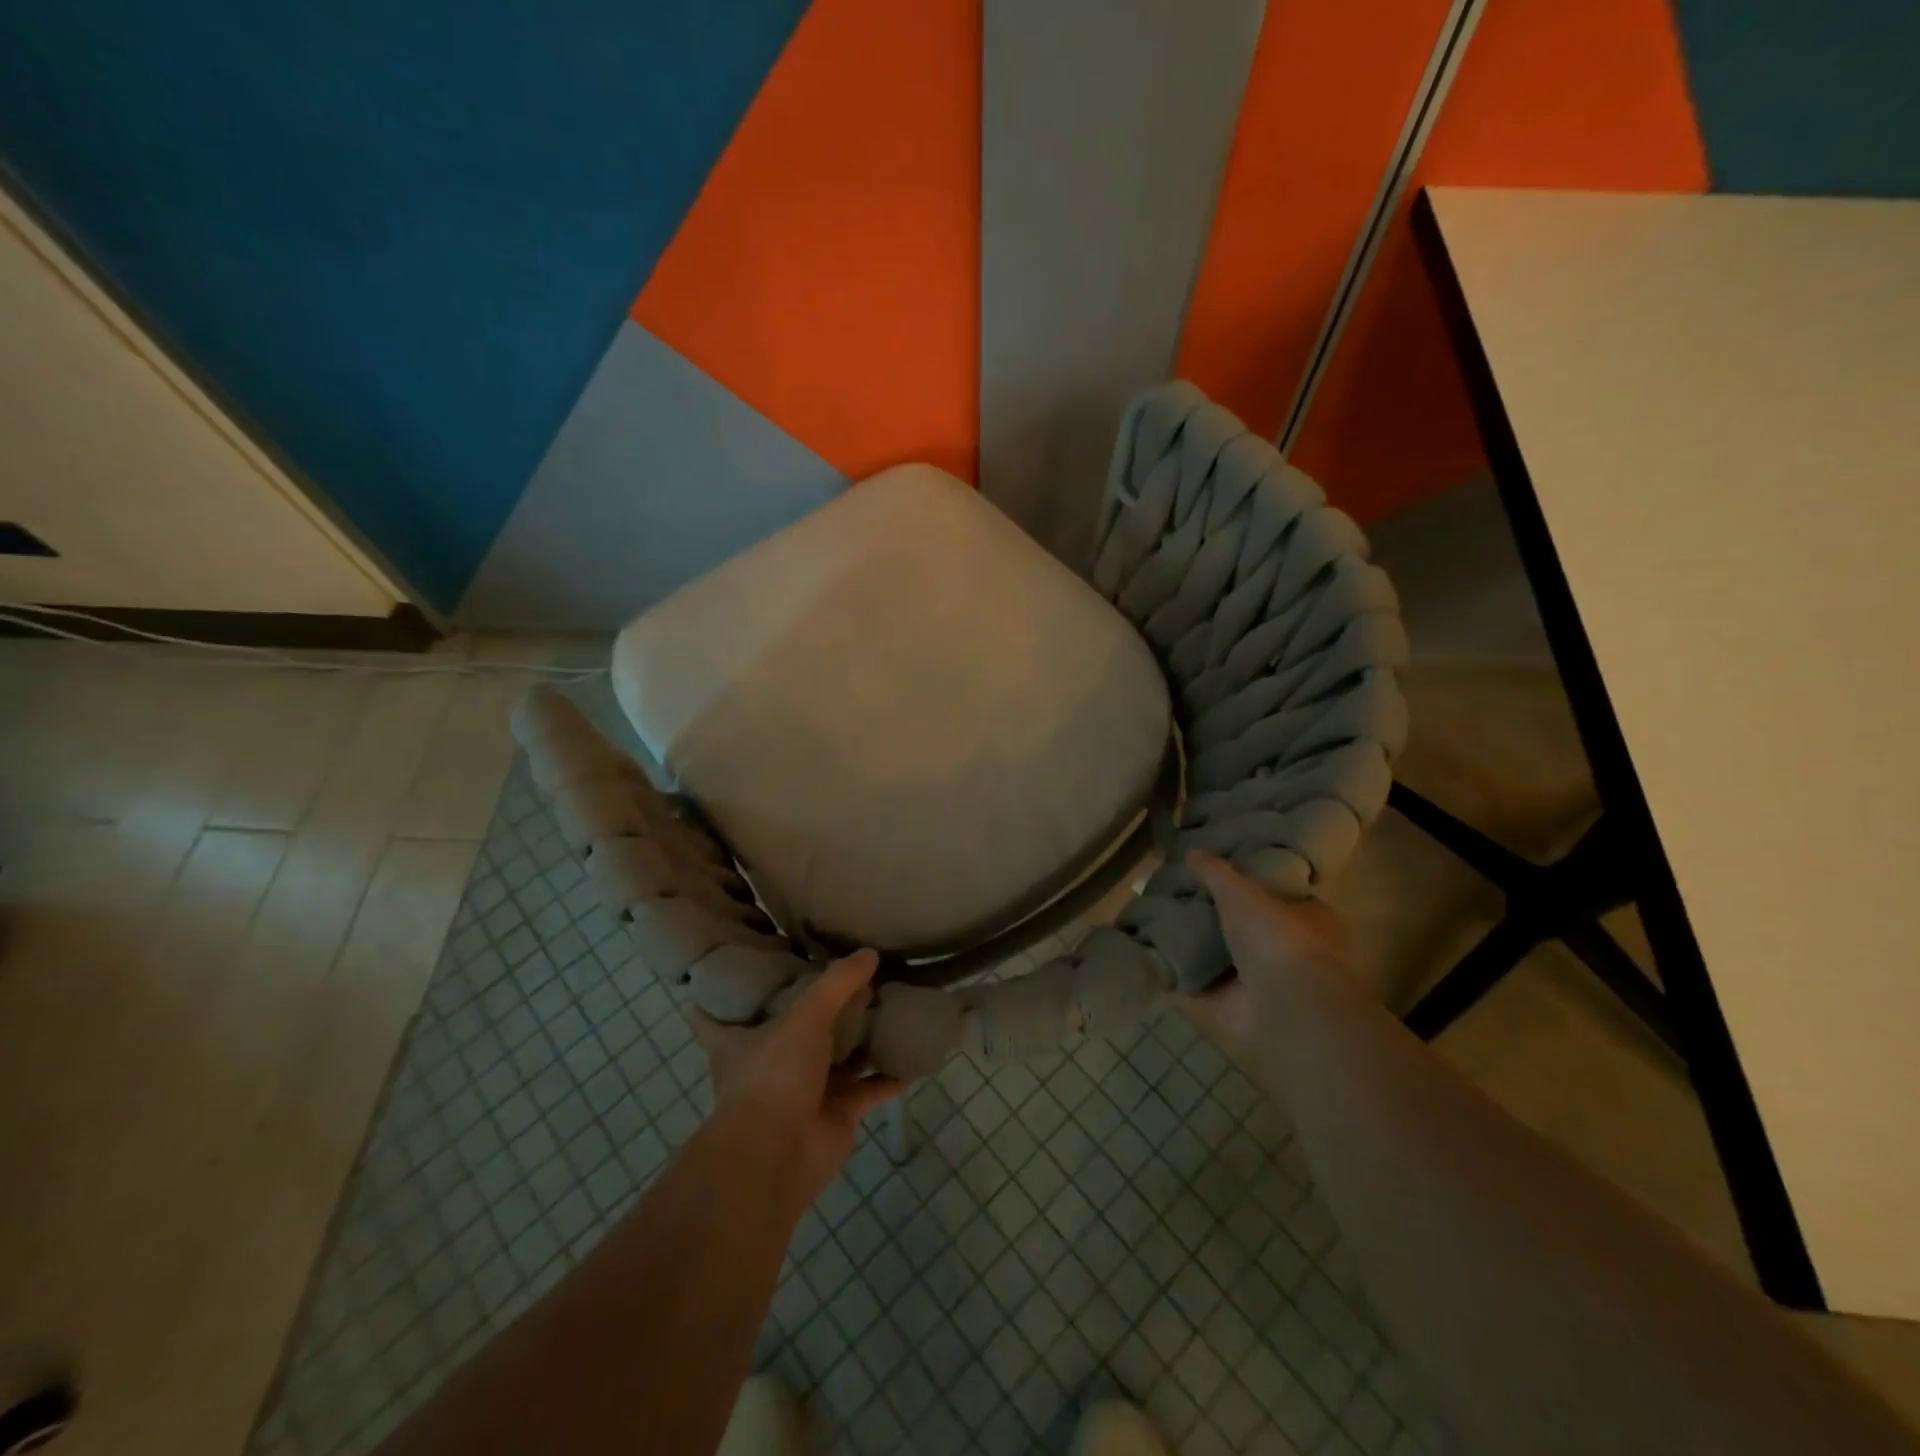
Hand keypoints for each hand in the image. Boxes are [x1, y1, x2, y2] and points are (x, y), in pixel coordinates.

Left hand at [686, 950, 905, 1208]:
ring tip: (887, 1003)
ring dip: (859, 1039)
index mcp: (742, 1040)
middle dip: (816, 1009)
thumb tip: (869, 953)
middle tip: (843, 974)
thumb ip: (837, 983)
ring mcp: (805, 1090)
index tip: (740, 963)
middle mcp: (771, 1063)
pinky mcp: (836, 1113)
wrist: (779, 1155)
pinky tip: (913, 1055)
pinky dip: (890, 1076)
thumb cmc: (774, 1075)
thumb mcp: (804, 1015)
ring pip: (836, 1058)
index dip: (725, 991)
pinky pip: (869, 1089)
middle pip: (792, 1030)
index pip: (718, 1012)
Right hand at [1173, 851, 1350, 1055]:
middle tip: (1177, 898)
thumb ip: (1217, 872)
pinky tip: (1148, 960)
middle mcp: (1288, 955)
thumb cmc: (1279, 939)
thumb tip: (1192, 852)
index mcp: (1310, 921)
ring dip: (1193, 950)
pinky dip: (1174, 979)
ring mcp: (1260, 987)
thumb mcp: (1244, 892)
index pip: (1278, 897)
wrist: (1285, 1009)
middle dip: (1215, 920)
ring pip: (1220, 962)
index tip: (1215, 877)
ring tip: (1154, 924)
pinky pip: (1196, 990)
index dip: (1249, 887)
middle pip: (1245, 931)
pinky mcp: (1231, 1011)